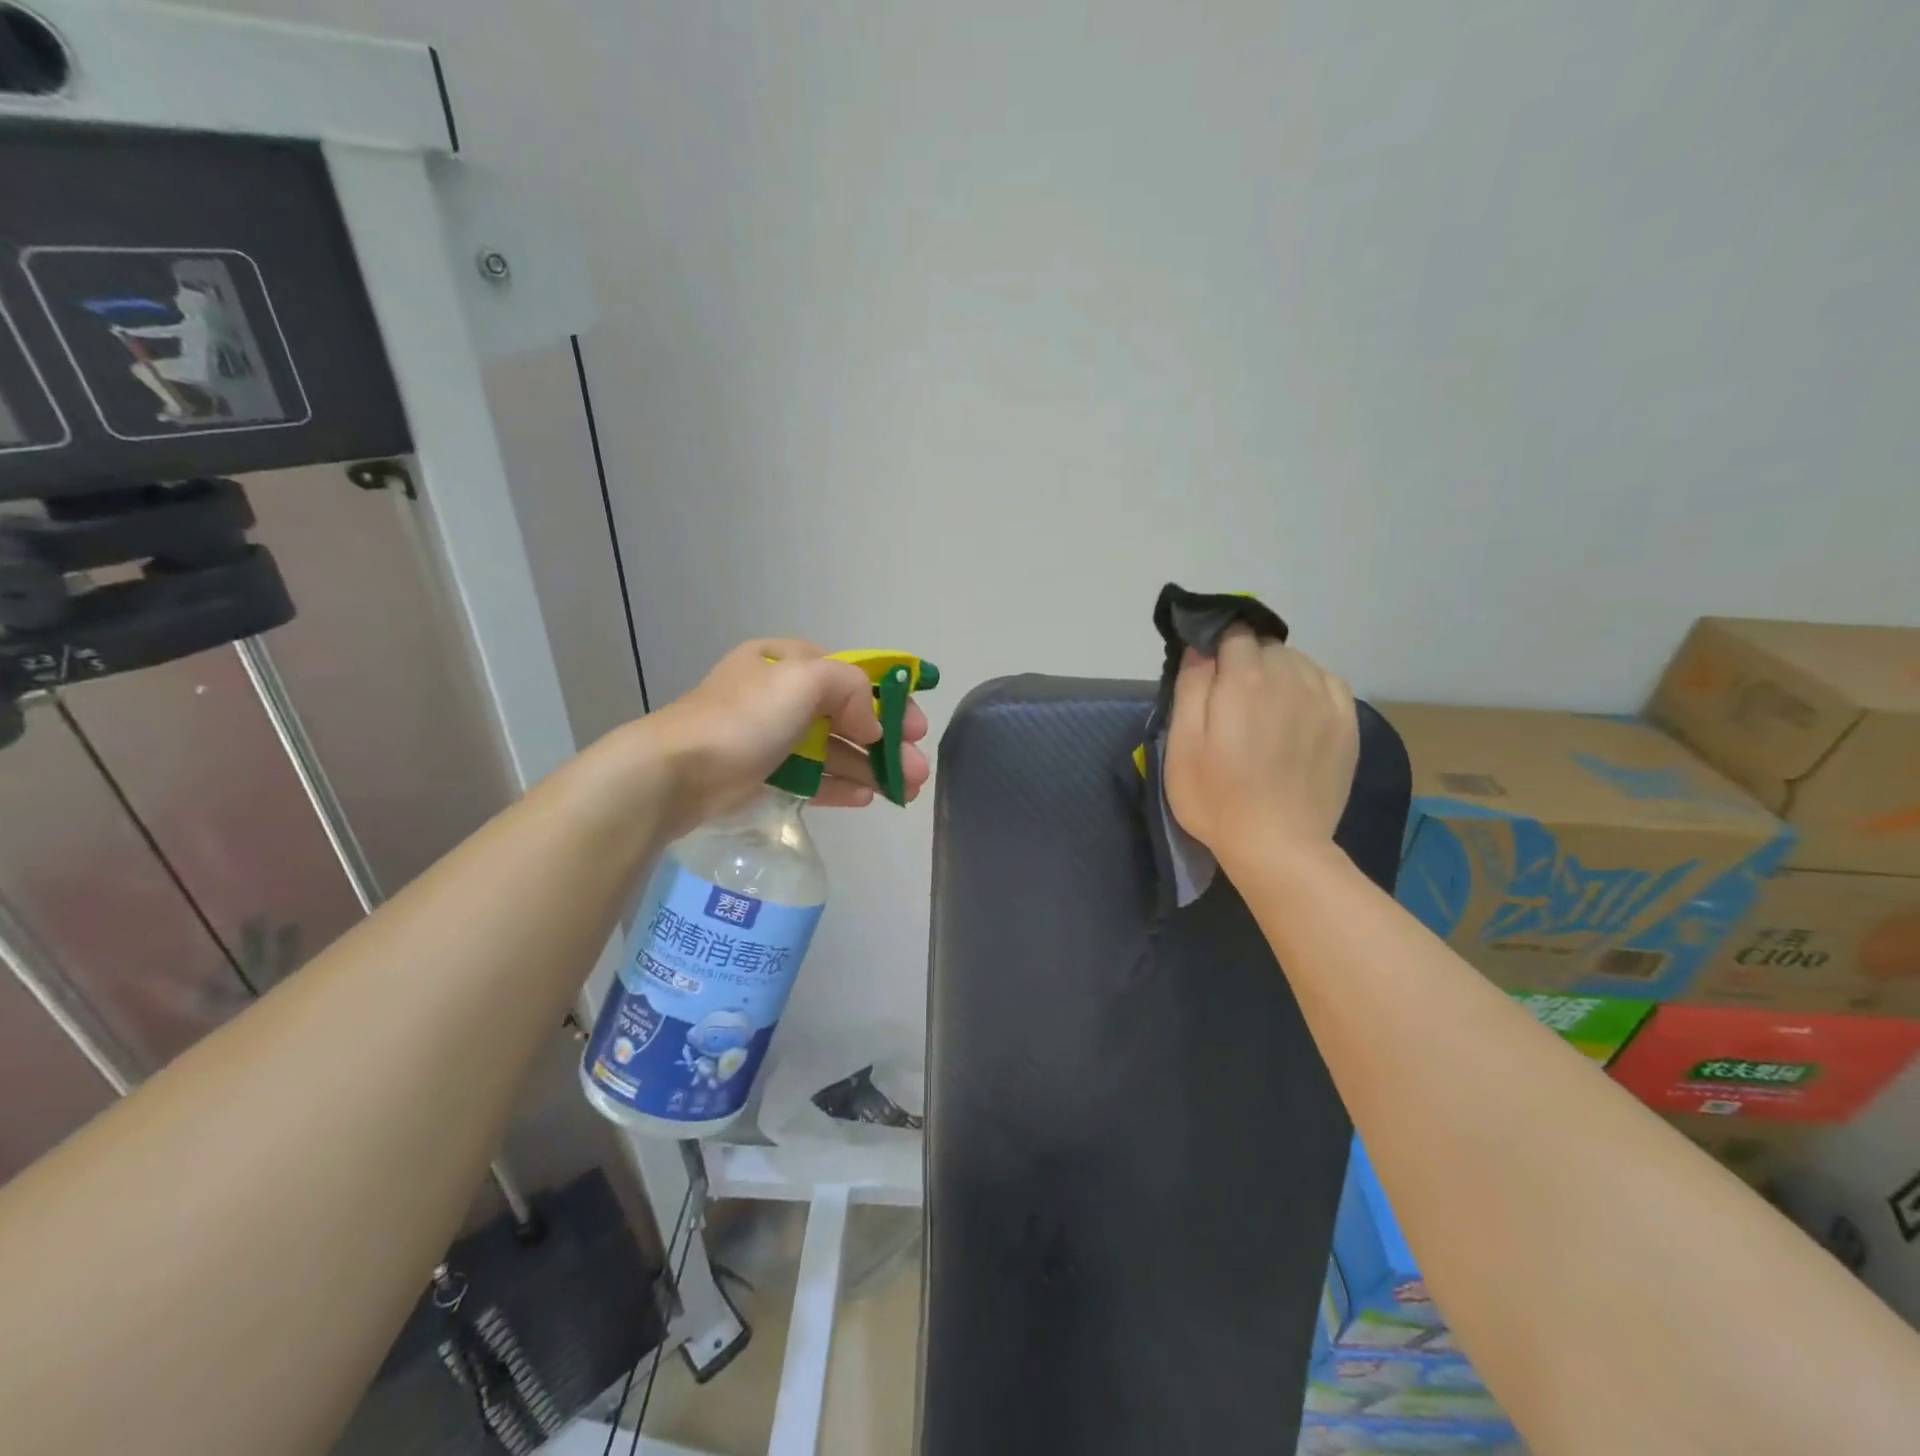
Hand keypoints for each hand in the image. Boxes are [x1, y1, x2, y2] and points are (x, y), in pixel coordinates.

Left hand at [636, 638, 930, 833]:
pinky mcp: (763, 773)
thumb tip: (871, 726)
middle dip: (887, 742)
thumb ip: (851, 689)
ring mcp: (771, 736)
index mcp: (786, 661)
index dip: (889, 698)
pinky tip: (867, 798)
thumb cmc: (744, 719)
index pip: (851, 675)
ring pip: (834, 749)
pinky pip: (812, 776)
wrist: (676, 773)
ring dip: (871, 767)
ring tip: (906, 791)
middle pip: (848, 716)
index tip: (916, 727)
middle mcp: (780, 695)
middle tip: (918, 769)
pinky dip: (841, 784)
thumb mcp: (804, 681)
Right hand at [1163, 626, 1357, 873]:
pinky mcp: (1347, 722)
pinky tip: (1296, 712)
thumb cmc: (1216, 799)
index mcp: (1243, 680)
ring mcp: (1324, 699)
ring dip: (1277, 672)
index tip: (1206, 667)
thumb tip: (1200, 647)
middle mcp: (1289, 677)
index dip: (1216, 642)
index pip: (1232, 632)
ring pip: (1297, 661)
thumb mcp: (1182, 746)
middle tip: (1231, 698)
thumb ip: (1190, 688)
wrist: (1279, 846)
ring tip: (1264, 709)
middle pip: (1265, 645)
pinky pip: (1326, 681)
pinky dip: (1308, 685)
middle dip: (1245, 659)